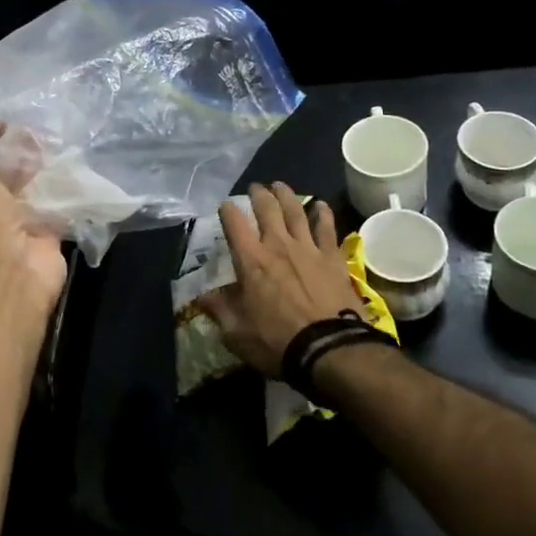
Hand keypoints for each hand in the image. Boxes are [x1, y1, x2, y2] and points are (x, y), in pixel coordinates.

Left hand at [0, 124, 66, 314]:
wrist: (17, 274)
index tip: (0, 125)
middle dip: (8, 157)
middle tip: (28, 134)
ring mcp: (14, 226)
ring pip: (22, 193)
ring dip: (32, 172)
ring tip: (47, 147)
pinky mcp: (41, 235)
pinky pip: (47, 208)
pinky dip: (54, 192)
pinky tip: (65, 172)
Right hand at [201, 183, 359, 377]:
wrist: (329, 349)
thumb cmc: (277, 342)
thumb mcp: (237, 334)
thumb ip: (220, 310)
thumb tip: (203, 296)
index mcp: (250, 260)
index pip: (234, 223)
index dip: (228, 210)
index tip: (225, 206)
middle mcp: (277, 245)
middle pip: (267, 208)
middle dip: (258, 194)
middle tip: (256, 188)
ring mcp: (307, 247)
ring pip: (296, 210)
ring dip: (286, 195)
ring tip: (280, 186)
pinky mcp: (332, 257)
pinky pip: (327, 227)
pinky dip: (323, 213)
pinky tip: (321, 205)